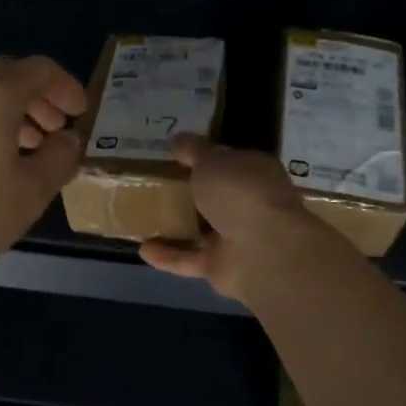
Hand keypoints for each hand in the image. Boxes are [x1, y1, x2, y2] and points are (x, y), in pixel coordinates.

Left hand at [0, 55, 88, 293]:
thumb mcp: (30, 192)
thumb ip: (58, 159)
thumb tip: (68, 139)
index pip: (38, 69)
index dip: (66, 86)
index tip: (80, 114)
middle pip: (7, 78)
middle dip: (39, 99)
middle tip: (57, 131)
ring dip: (13, 117)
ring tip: (30, 154)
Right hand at [138, 135, 333, 300]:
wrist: (263, 251)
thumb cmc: (240, 192)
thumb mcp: (212, 159)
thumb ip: (193, 150)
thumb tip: (177, 139)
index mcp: (254, 173)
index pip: (228, 161)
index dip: (203, 156)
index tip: (174, 154)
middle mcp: (248, 204)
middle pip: (213, 196)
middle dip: (188, 191)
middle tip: (152, 182)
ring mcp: (236, 238)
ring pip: (201, 230)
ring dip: (176, 225)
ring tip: (143, 215)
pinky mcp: (221, 266)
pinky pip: (189, 259)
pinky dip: (168, 255)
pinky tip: (142, 248)